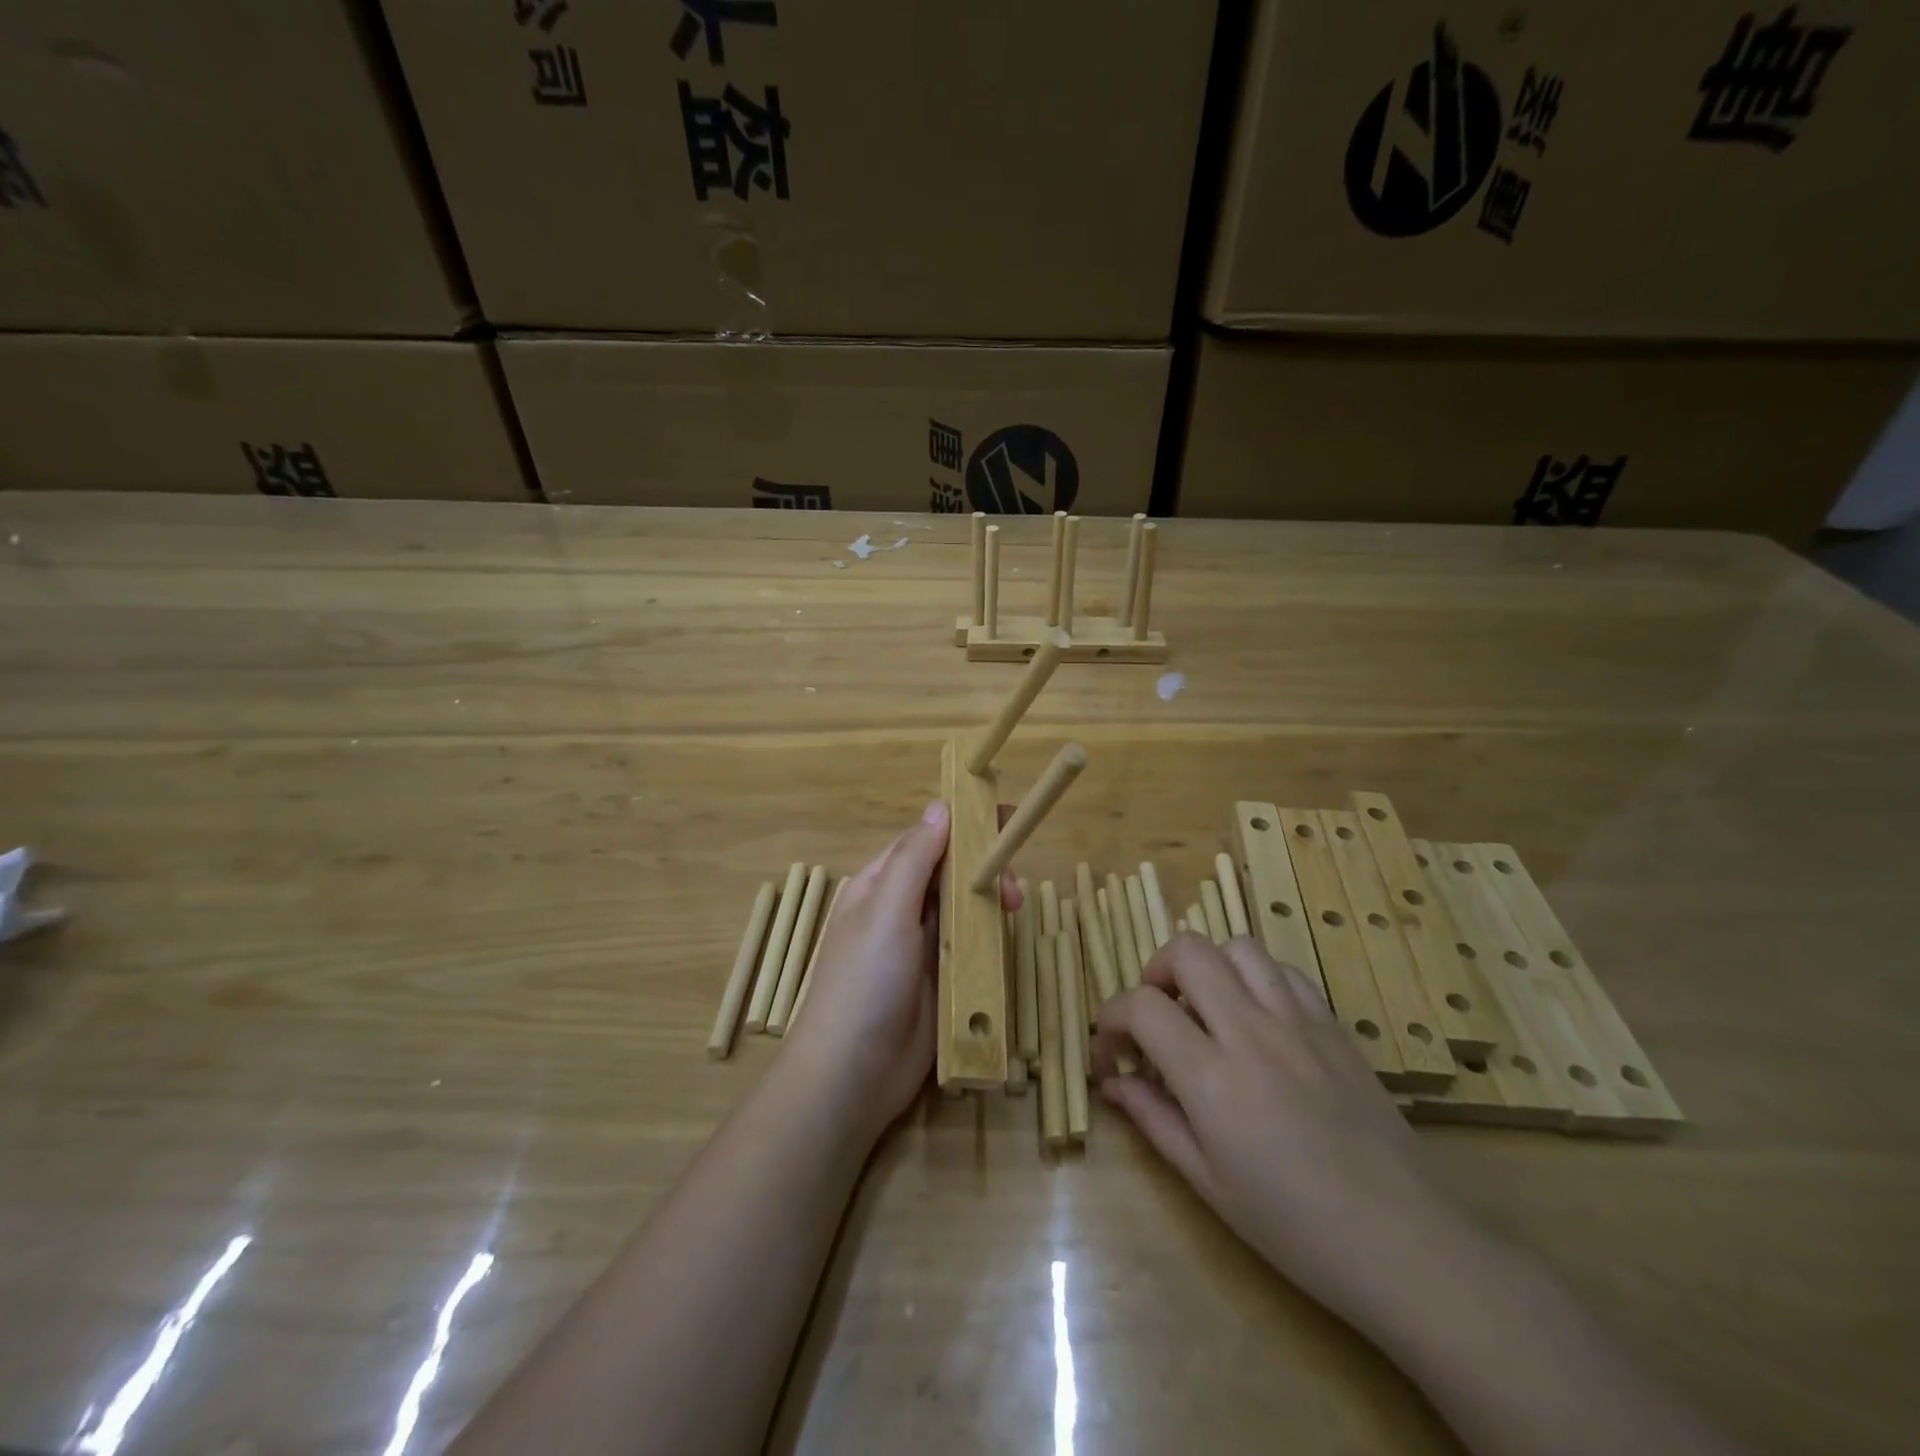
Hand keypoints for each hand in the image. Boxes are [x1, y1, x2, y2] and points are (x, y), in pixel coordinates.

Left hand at [783, 803, 1020, 1135]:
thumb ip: (915, 859)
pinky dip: (991, 938)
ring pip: (965, 908)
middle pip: (950, 873)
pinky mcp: (943, 979)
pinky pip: (972, 946)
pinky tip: (1008, 938)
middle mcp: (901, 909)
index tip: (1003, 818)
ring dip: (991, 902)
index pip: (925, 841)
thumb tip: (940, 806)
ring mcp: (923, 946)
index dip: (963, 827)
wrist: (853, 1075)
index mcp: (880, 884)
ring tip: (1015, 910)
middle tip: (1013, 886)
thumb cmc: (865, 981)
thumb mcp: (886, 910)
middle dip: (983, 869)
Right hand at [1092, 933, 1470, 1339]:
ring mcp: (1298, 1022)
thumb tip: (1111, 1083)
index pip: (1141, 1007)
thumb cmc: (1296, 1228)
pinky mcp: (1333, 1025)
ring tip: (1206, 1010)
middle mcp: (1251, 1031)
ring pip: (1237, 947)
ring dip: (1208, 967)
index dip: (1110, 1018)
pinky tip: (1257, 1019)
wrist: (1408, 1245)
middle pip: (1187, 950)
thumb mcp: (1208, 1183)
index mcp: (1212, 1078)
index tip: (1111, 1050)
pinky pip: (1284, 971)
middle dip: (1155, 972)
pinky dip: (1256, 979)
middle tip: (1157, 1016)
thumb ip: (1153, 1119)